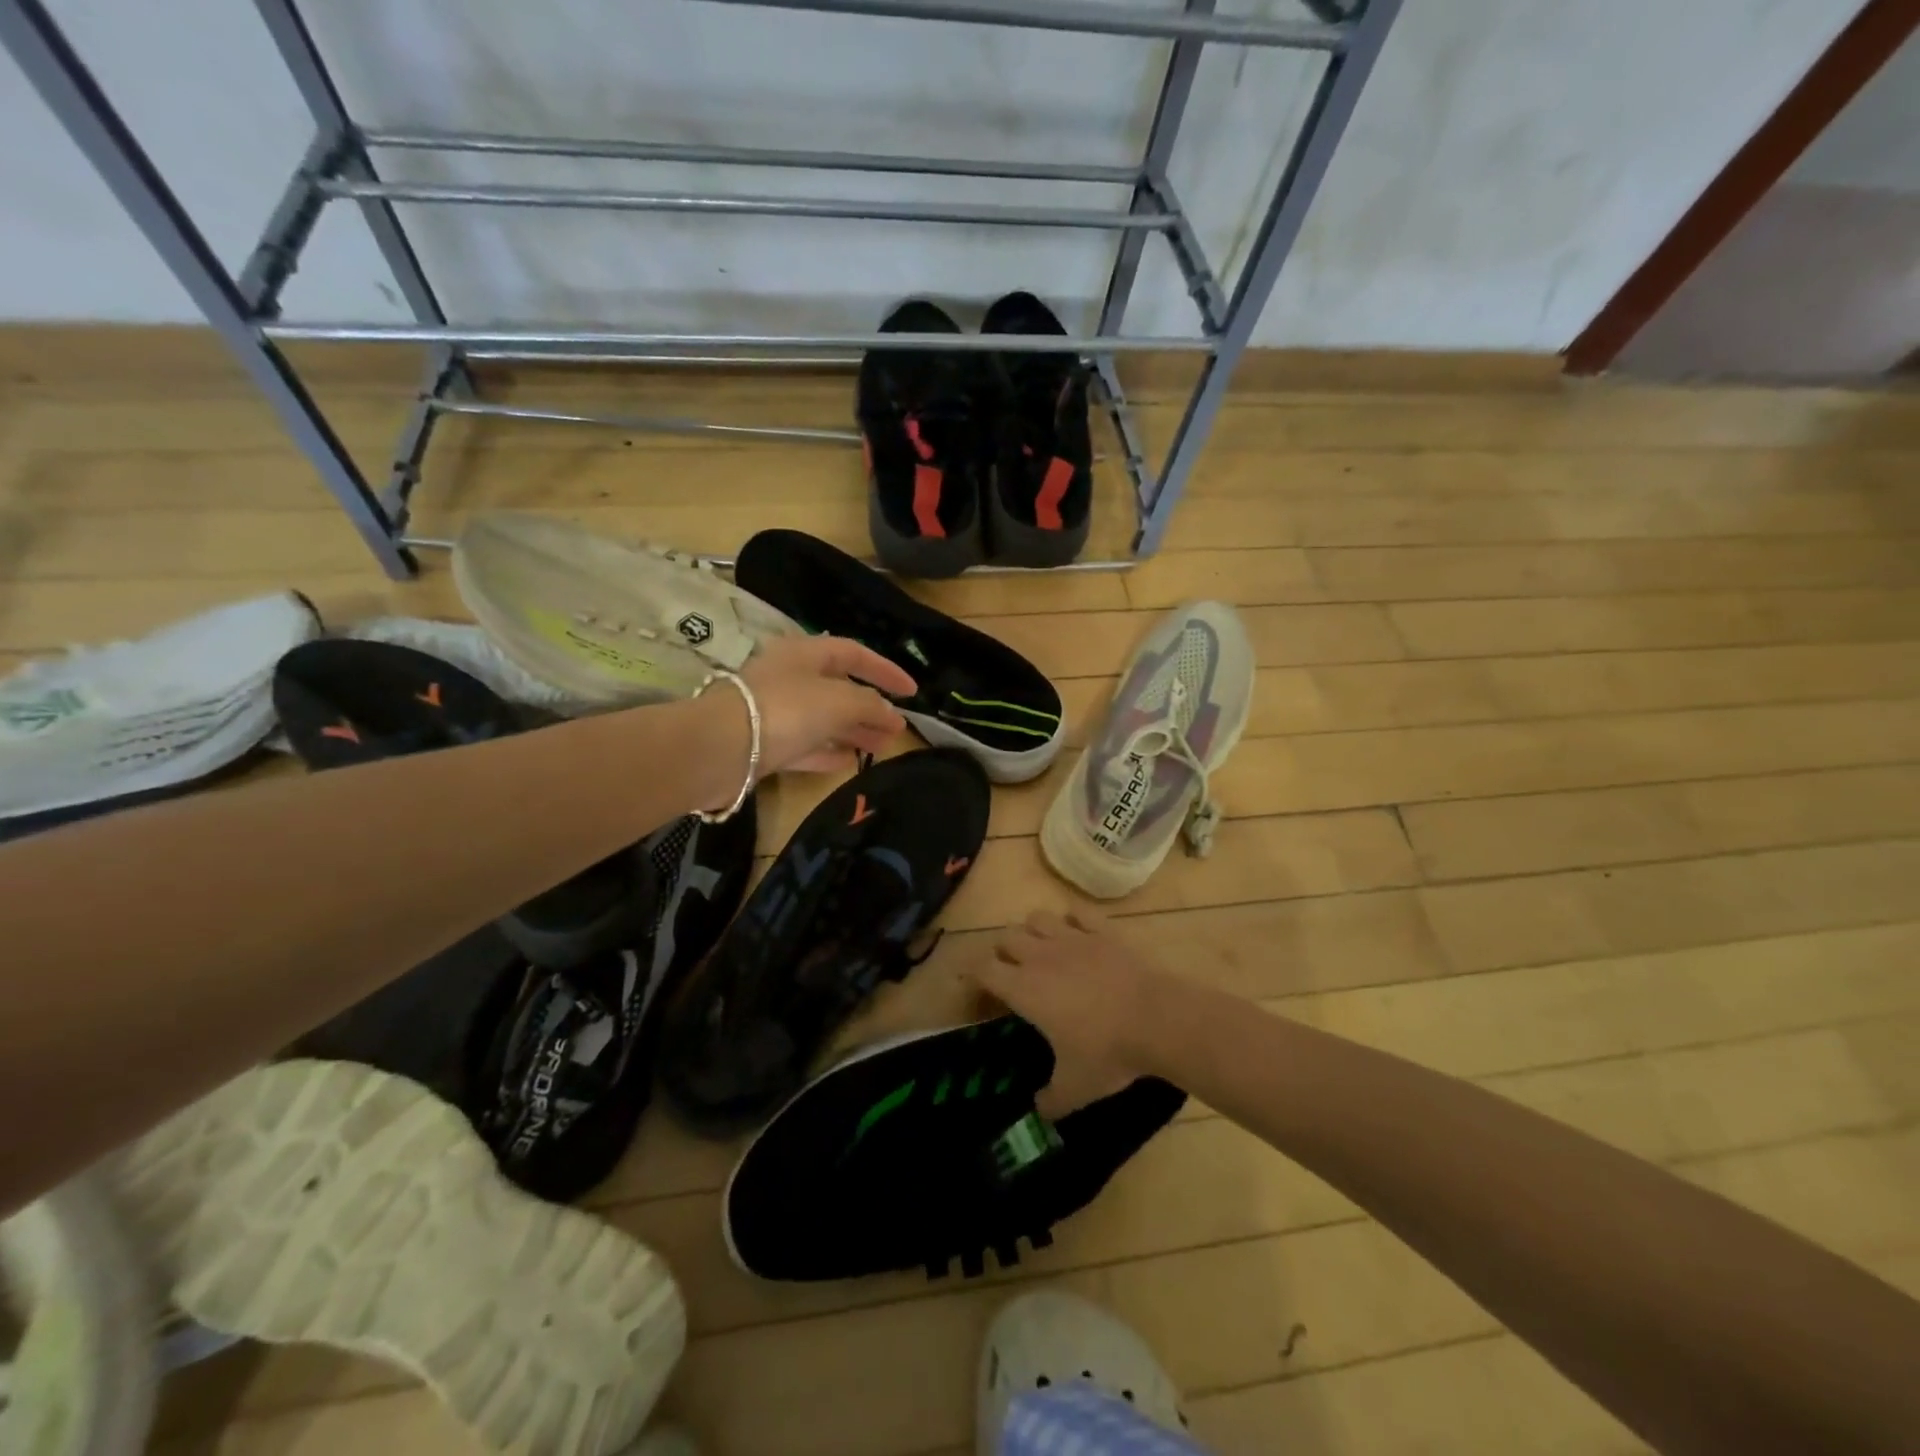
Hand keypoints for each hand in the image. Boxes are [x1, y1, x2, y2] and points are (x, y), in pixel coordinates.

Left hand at [738, 633, 916, 775]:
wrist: (723, 747)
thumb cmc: (787, 709)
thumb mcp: (839, 701)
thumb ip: (870, 705)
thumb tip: (892, 716)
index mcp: (805, 653)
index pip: (854, 653)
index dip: (886, 670)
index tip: (912, 692)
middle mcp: (790, 677)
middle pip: (839, 688)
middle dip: (871, 707)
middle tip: (897, 728)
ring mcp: (776, 711)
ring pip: (824, 718)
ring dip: (854, 731)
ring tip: (882, 748)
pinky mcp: (766, 744)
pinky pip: (805, 744)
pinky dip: (828, 751)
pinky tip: (849, 762)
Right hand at [967, 909, 1170, 1116]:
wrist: (1157, 1018)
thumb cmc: (1108, 1052)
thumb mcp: (1076, 1088)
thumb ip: (1051, 1100)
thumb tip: (1040, 1109)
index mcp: (1024, 989)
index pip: (983, 969)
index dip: (974, 975)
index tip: (978, 988)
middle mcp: (1041, 956)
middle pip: (1006, 937)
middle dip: (1003, 952)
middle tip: (1012, 973)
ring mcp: (1072, 938)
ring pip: (1037, 918)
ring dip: (1033, 931)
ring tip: (1042, 950)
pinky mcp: (1102, 930)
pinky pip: (1078, 913)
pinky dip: (1073, 919)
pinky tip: (1078, 931)